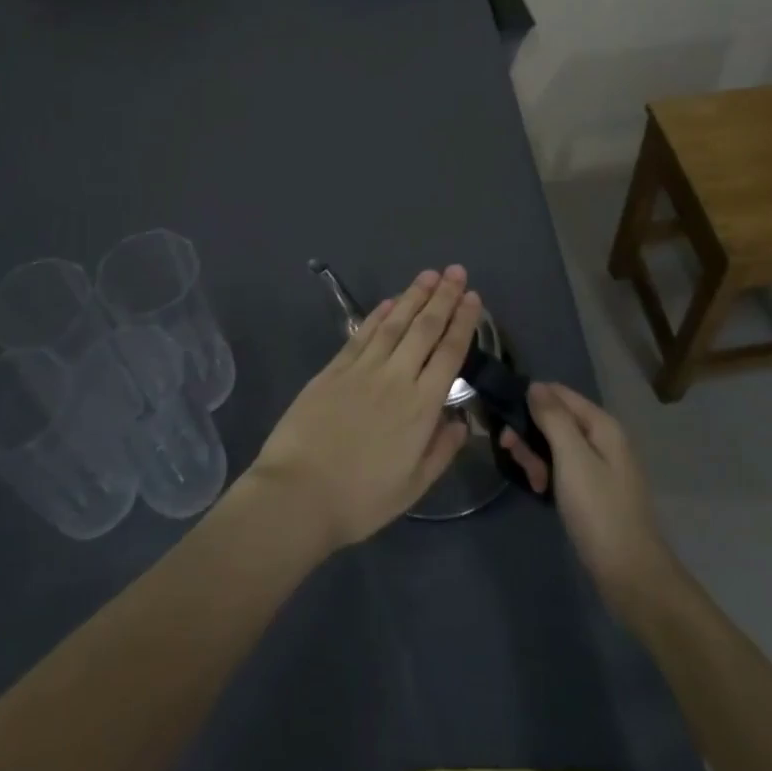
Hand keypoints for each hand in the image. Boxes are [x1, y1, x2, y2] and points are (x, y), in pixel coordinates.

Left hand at [248, 267, 479, 554]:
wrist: (298, 494)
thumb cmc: (360, 499)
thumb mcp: (412, 487)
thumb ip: (440, 451)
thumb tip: (460, 420)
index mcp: (421, 407)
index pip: (449, 353)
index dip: (463, 322)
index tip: (473, 298)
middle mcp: (395, 378)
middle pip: (424, 329)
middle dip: (443, 297)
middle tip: (456, 271)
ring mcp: (362, 369)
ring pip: (394, 323)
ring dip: (413, 296)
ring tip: (428, 275)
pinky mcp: (333, 370)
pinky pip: (362, 335)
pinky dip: (377, 315)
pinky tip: (389, 302)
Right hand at [500, 383, 679, 614]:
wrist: (630, 574)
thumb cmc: (598, 510)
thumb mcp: (572, 458)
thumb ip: (553, 418)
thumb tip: (535, 386)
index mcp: (602, 425)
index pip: (559, 393)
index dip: (530, 399)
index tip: (503, 417)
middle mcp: (602, 439)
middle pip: (556, 419)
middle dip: (530, 432)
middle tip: (510, 452)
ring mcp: (599, 467)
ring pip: (556, 446)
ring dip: (536, 456)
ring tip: (531, 480)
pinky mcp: (593, 491)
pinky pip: (563, 469)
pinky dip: (548, 475)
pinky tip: (539, 491)